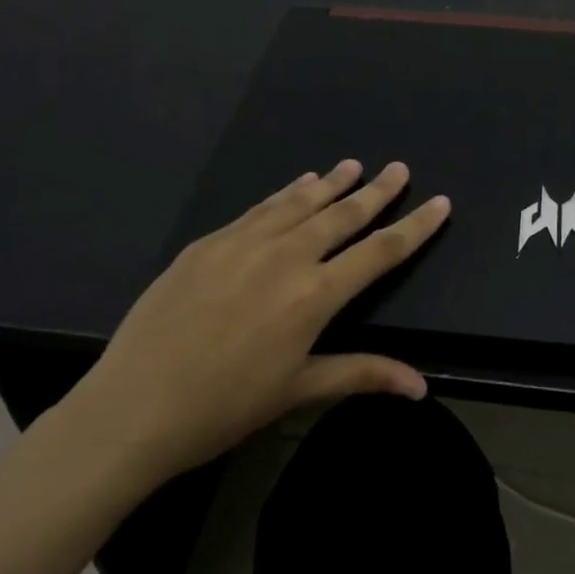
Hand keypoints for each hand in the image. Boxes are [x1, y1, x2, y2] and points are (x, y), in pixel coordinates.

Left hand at [61, 160, 448, 484]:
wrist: (134, 406)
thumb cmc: (225, 407)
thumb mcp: (298, 390)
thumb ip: (362, 374)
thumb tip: (422, 386)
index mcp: (314, 295)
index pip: (380, 251)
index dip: (415, 227)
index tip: (440, 202)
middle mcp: (285, 256)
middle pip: (342, 215)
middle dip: (376, 191)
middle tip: (398, 169)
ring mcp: (243, 243)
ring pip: (299, 203)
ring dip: (330, 184)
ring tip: (352, 166)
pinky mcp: (208, 242)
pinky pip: (258, 209)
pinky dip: (284, 194)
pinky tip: (295, 186)